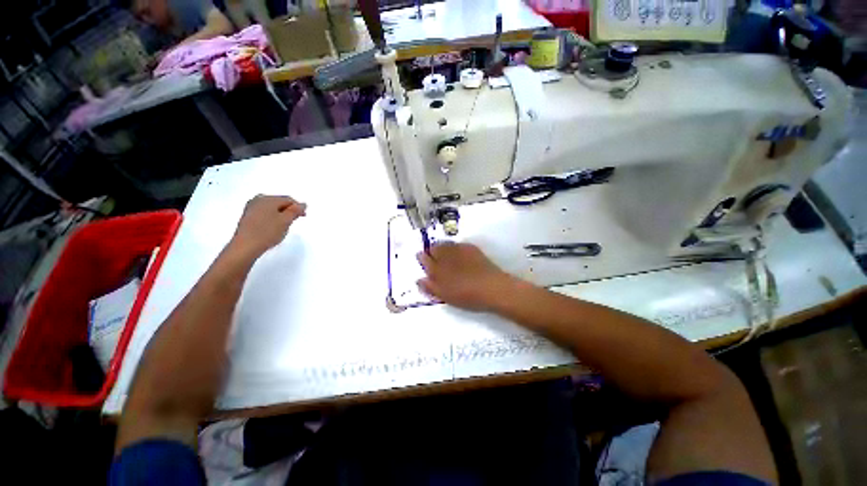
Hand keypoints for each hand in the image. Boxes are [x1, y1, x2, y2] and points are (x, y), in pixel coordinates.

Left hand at [229, 195, 306, 257]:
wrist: (245, 246)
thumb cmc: (267, 232)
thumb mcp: (286, 221)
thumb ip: (295, 211)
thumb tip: (303, 204)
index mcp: (268, 199)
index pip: (288, 199)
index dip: (298, 207)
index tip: (303, 217)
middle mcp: (258, 200)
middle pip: (279, 202)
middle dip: (288, 210)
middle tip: (294, 221)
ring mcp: (251, 208)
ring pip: (271, 208)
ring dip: (280, 214)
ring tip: (284, 226)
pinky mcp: (247, 217)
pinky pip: (264, 213)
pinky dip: (272, 218)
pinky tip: (273, 227)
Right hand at [417, 243, 515, 311]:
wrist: (492, 288)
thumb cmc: (467, 296)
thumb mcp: (445, 296)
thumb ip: (430, 287)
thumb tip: (419, 280)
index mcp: (436, 268)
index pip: (423, 258)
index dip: (422, 258)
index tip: (423, 260)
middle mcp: (445, 255)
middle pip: (433, 248)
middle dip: (431, 252)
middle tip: (435, 260)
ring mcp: (458, 249)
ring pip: (444, 244)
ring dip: (442, 248)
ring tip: (446, 257)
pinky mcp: (470, 248)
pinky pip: (457, 245)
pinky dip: (454, 248)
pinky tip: (459, 256)